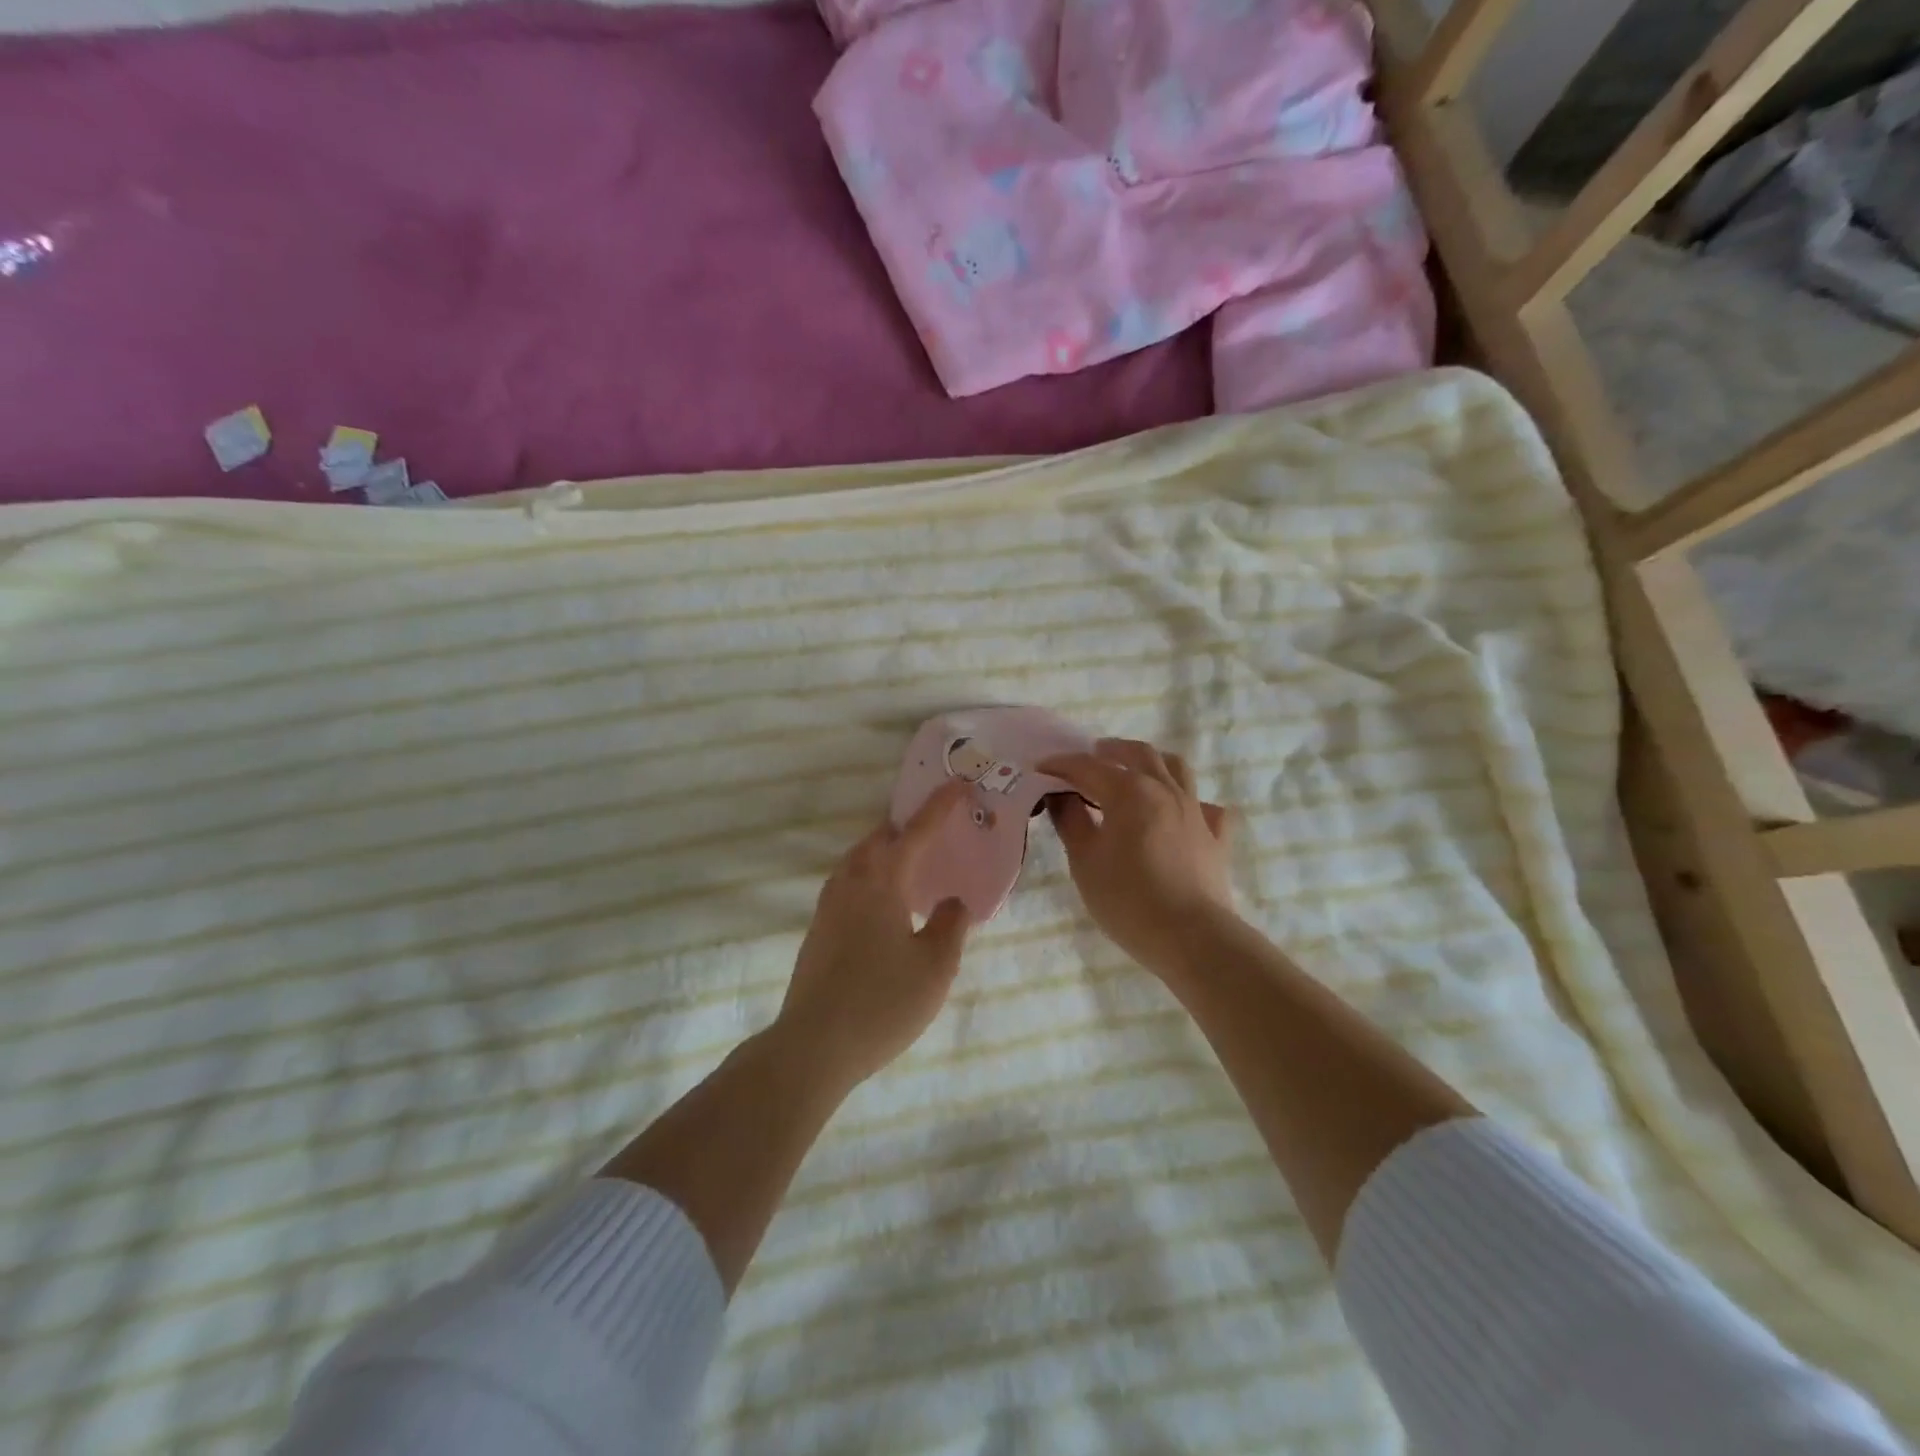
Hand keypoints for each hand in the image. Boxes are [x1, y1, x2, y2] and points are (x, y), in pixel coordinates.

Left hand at [773, 780, 974, 1090]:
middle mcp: (850, 883)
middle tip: (938, 830)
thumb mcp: (935, 967)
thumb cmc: (882, 1002)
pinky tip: (887, 904)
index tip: (959, 785)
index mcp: (881, 881)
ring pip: (859, 861)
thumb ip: (950, 924)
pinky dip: (872, 876)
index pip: (916, 832)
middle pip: (879, 839)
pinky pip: (849, 884)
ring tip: (914, 864)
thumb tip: (953, 900)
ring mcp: (828, 906)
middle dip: (908, 827)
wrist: (813, 1046)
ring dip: (887, 852)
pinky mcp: (818, 930)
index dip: (940, 807)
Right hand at [1040, 738, 1237, 980]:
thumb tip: (1060, 795)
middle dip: (1110, 750)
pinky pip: (1206, 807)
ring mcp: (1196, 811)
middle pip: (1138, 754)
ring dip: (1152, 762)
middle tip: (1091, 756)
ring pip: (1177, 768)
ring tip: (1136, 769)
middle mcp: (1165, 790)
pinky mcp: (1216, 837)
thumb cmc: (1128, 899)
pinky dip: (1189, 802)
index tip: (1039, 768)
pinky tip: (1181, 813)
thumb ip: (1071, 821)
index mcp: (1130, 791)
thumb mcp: (1085, 861)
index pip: (1088, 767)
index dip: (1061, 765)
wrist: (1191, 937)